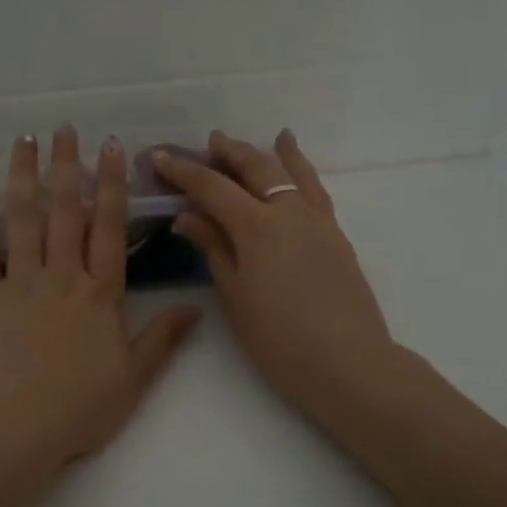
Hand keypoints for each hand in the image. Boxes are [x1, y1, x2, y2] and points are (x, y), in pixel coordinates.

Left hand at [0, 127, 199, 482]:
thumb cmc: (78, 407)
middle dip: (68, 167)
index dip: (113, 186)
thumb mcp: (133, 379)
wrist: (13, 427)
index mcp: (100, 294)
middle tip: (65, 128)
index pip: (110, 229)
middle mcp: (61, 277)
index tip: (113, 148)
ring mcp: (20, 282)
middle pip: (66, 212)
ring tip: (24, 140)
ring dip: (23, 176)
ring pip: (23, 219)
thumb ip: (162, 340)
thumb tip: (196, 308)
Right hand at [157, 130, 395, 418]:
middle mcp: (289, 212)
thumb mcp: (236, 296)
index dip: (183, 171)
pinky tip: (295, 162)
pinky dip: (301, 169)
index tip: (158, 157)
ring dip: (264, 154)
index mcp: (257, 227)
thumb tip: (189, 216)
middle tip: (205, 144)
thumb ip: (214, 249)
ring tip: (248, 142)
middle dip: (226, 153)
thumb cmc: (279, 340)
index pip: (212, 187)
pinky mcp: (336, 235)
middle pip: (254, 169)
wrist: (348, 364)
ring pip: (289, 173)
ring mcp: (317, 221)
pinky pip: (314, 189)